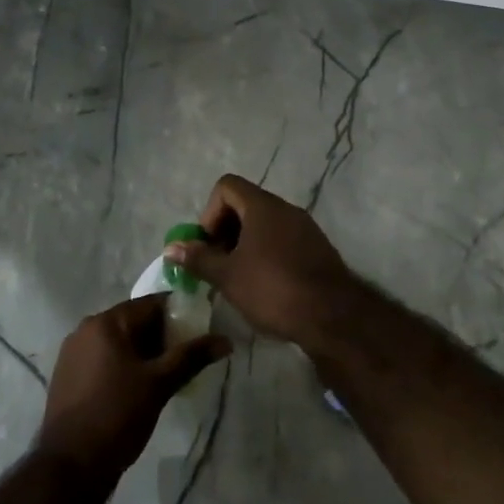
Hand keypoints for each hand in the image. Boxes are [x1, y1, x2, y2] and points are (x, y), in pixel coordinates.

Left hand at [36, 296, 229, 480]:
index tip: (200, 332)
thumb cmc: (117, 416)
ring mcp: (73, 352)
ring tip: (166, 376)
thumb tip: (225, 341)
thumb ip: (191, 357)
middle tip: (186, 359)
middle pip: (134, 321)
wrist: (70, 466)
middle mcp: (86, 328)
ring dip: (144, 353)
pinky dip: (124, 365)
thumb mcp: (159, 384)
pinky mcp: (68, 375)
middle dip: (162, 337)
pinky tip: (139, 388)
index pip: (151, 304)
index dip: (179, 315)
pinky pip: (104, 358)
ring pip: (120, 342)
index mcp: (106, 322)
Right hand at [165, 175, 357, 344]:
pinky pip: (283, 240)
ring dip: (245, 245)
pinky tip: (264, 286)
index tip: (209, 245)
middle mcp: (285, 209)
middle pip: (245, 204)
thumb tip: (171, 247)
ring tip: (238, 279)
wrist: (333, 316)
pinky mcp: (317, 249)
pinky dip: (267, 254)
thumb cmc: (273, 289)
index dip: (210, 212)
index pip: (226, 186)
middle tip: (218, 265)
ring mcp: (305, 228)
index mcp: (263, 206)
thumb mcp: (228, 276)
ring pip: (265, 225)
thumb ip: (198, 258)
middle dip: (225, 231)